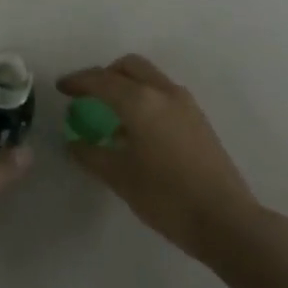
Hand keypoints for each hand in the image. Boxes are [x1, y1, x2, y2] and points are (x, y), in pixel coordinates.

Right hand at [57, 54, 265, 262]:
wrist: (226, 220)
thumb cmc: (166, 197)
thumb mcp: (120, 177)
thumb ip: (91, 155)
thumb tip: (73, 143)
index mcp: (140, 101)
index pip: (101, 80)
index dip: (78, 82)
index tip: (61, 88)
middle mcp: (163, 92)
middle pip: (129, 66)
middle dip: (105, 75)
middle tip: (87, 95)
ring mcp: (185, 104)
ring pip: (149, 78)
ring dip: (127, 85)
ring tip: (111, 114)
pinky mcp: (198, 120)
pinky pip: (163, 95)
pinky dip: (144, 99)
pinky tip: (137, 131)